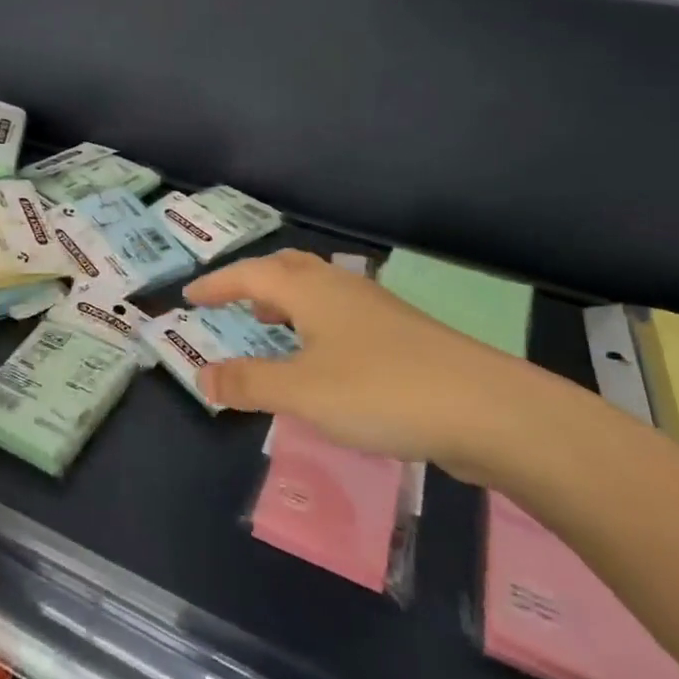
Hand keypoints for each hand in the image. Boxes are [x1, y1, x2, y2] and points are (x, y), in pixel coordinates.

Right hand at [187, 249, 535, 473]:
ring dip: (287, 301)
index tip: (191, 295)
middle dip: (254, 282)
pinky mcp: (403, 336)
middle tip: (233, 302)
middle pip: (288, 269)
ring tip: (272, 325)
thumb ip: (249, 383)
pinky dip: (317, 324)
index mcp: (310, 291)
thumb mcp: (302, 392)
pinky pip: (342, 315)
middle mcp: (341, 289)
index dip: (217, 284)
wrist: (487, 409)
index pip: (250, 275)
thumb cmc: (381, 391)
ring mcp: (377, 310)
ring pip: (319, 291)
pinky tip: (325, 358)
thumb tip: (201, 377)